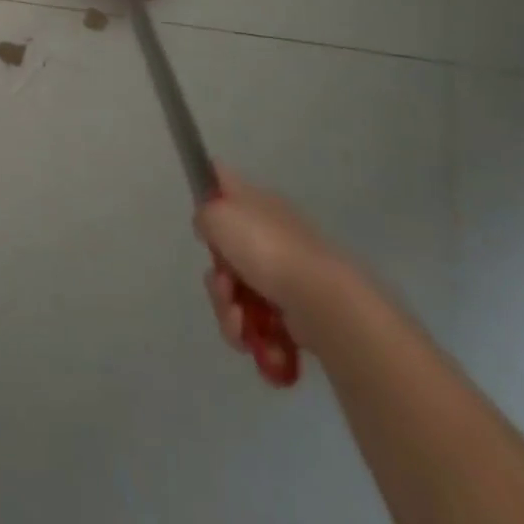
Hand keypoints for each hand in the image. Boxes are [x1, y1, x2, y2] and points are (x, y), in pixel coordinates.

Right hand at [193, 163, 341, 354]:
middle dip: (218, 280)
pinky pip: (260, 325)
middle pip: (226, 254)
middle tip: (224, 288)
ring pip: (239, 295)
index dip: (208, 194)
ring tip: (240, 324)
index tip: (202, 222)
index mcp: (255, 202)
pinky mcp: (295, 314)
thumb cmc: (266, 249)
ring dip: (230, 313)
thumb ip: (203, 215)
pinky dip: (254, 337)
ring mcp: (284, 275)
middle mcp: (270, 234)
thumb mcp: (218, 216)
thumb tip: (210, 228)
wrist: (320, 302)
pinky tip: (255, 341)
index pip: (223, 182)